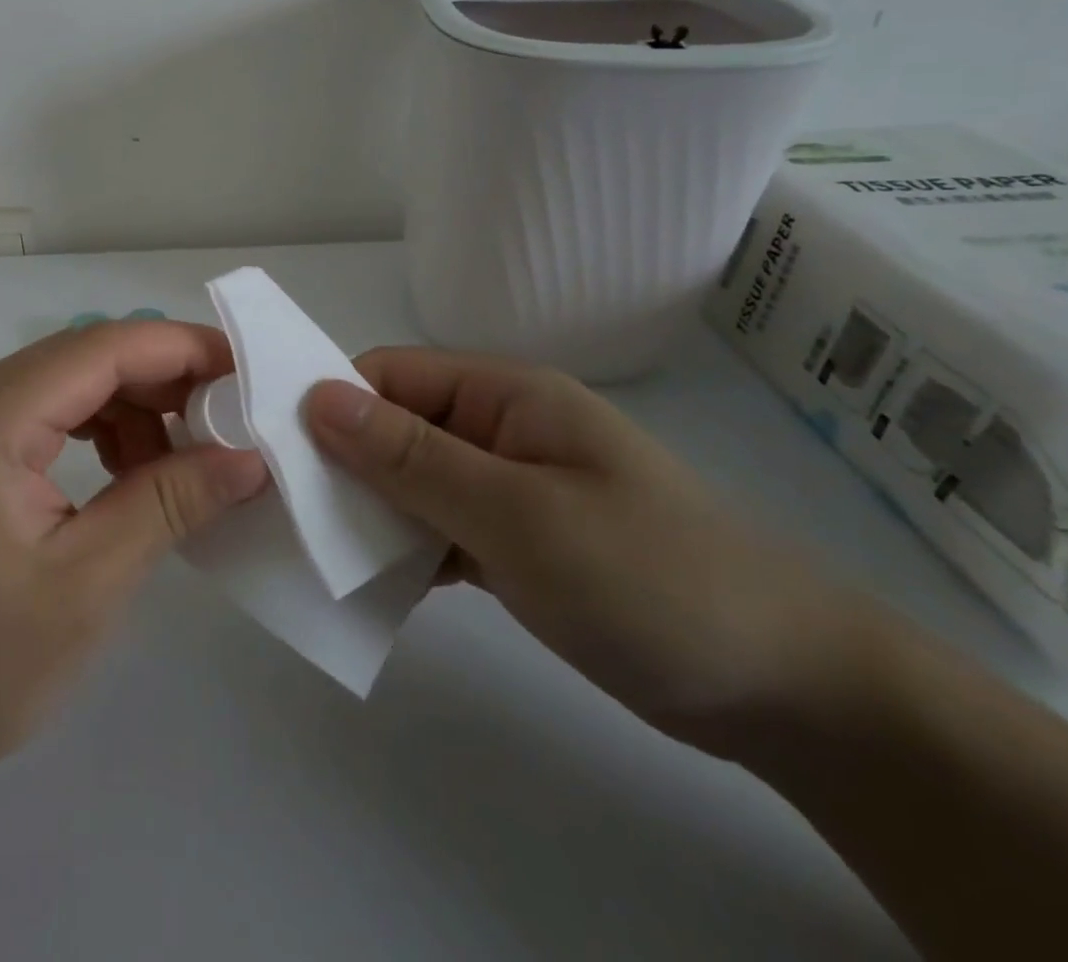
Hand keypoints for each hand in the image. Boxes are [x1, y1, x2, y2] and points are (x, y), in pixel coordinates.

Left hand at [0, 320, 267, 793]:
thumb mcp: (86, 585)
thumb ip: (169, 502)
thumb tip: (249, 456)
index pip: (101, 347)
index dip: (181, 348)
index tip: (247, 372)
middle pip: (82, 360)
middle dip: (160, 382)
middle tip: (226, 425)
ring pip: (63, 388)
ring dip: (128, 412)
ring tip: (176, 467)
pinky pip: (39, 421)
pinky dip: (92, 436)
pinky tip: (124, 480)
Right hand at [304, 349, 872, 755]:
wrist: (788, 691)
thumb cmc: (649, 577)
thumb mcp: (517, 514)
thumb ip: (412, 458)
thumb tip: (317, 399)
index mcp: (504, 395)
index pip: (392, 376)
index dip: (333, 404)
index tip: (278, 452)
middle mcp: (499, 430)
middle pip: (395, 428)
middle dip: (343, 464)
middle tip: (287, 512)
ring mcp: (507, 488)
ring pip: (411, 482)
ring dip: (370, 511)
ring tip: (317, 552)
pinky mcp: (513, 542)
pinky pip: (437, 528)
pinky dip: (404, 550)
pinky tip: (372, 584)